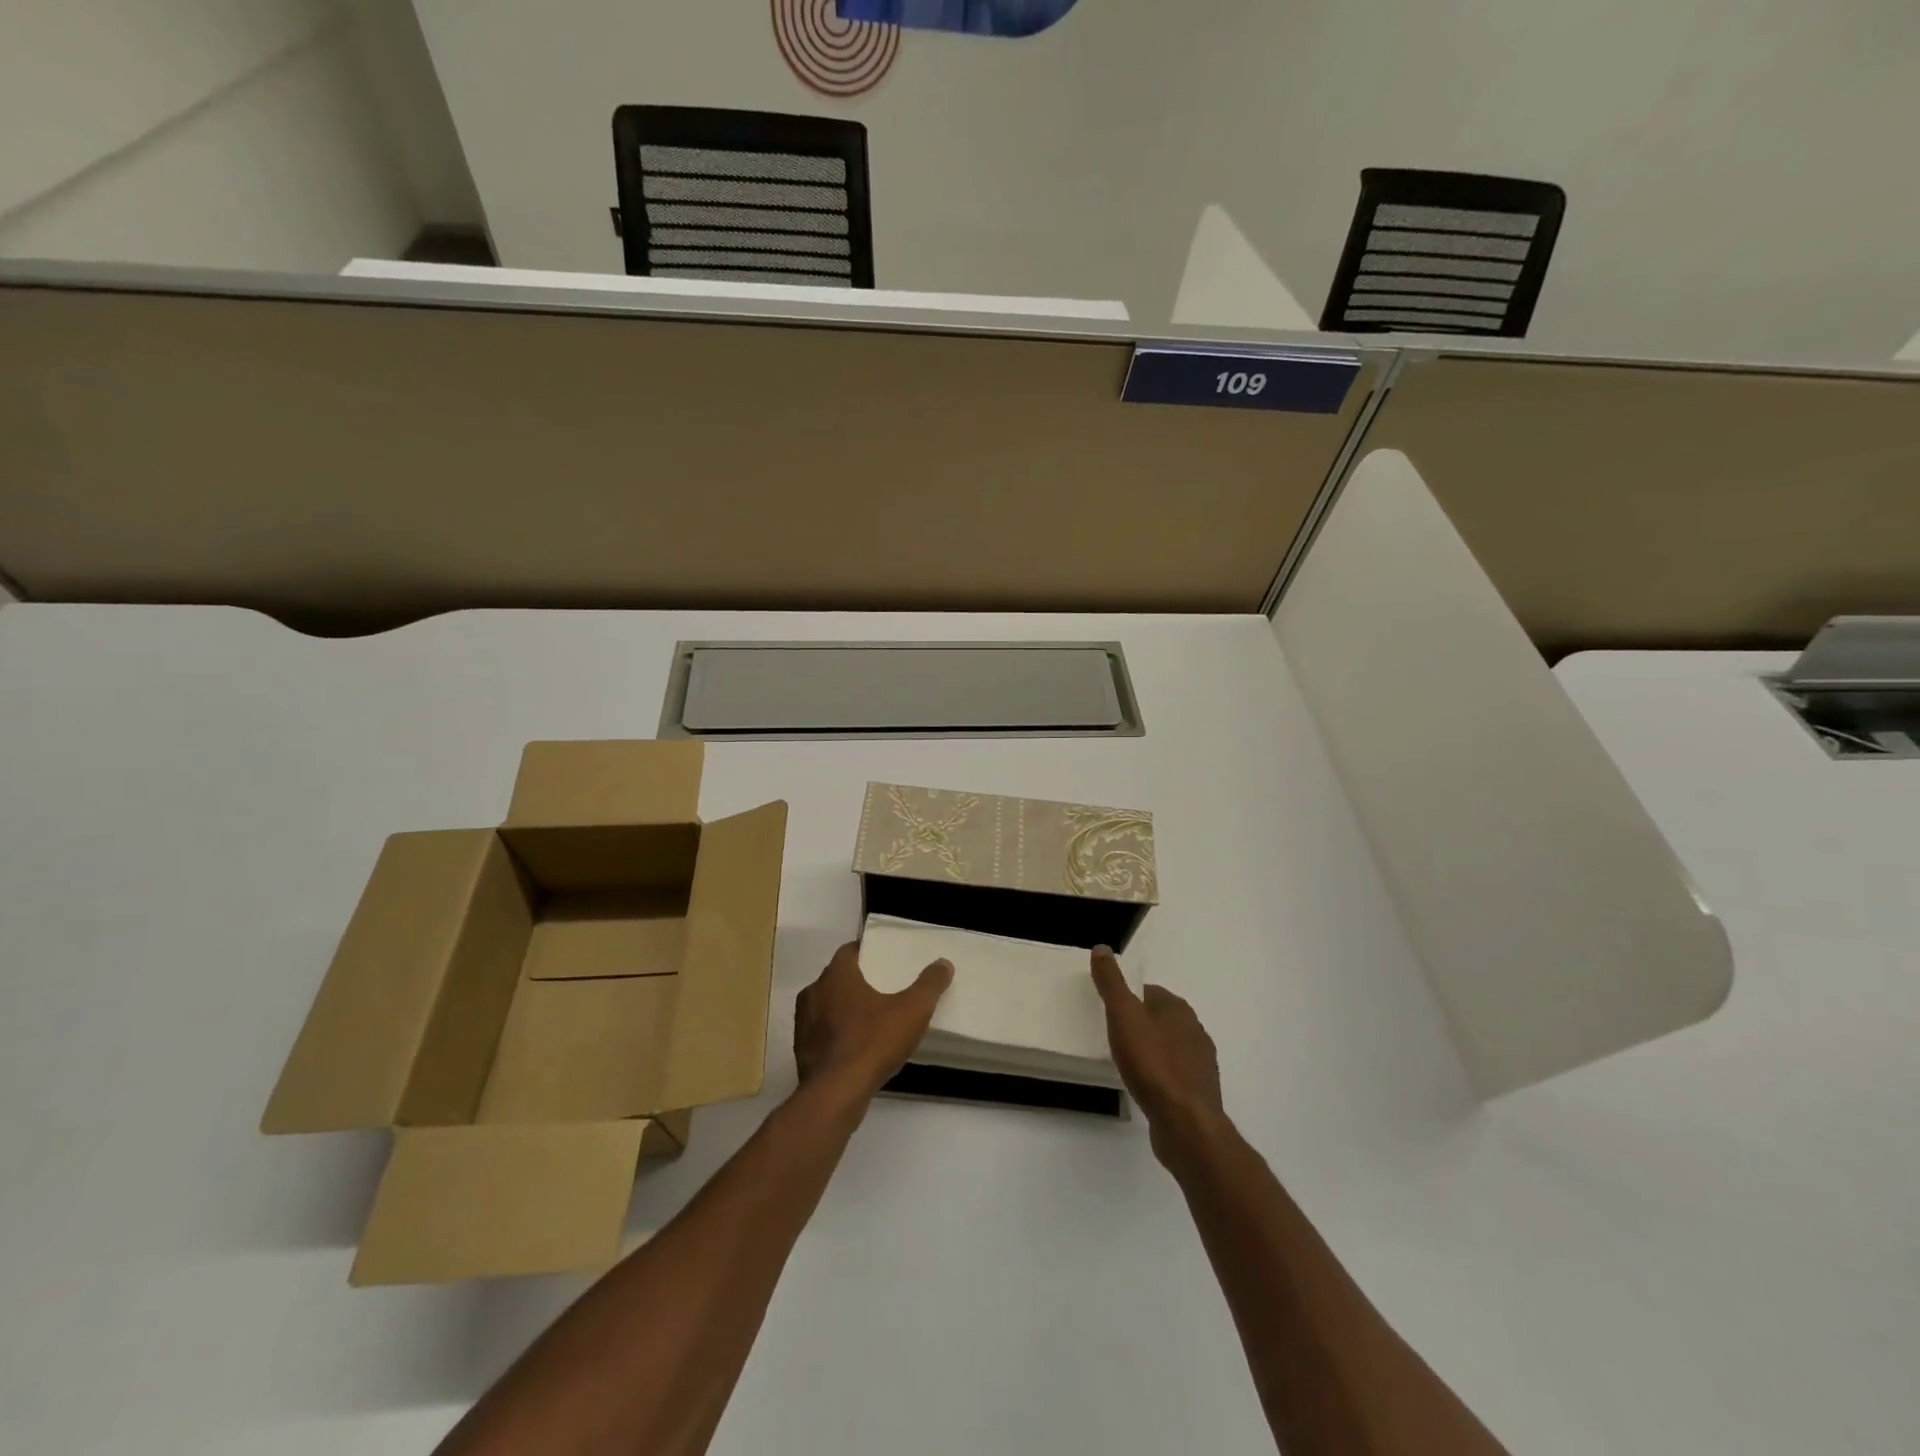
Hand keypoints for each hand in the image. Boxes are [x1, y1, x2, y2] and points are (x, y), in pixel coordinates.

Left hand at [794, 942, 952, 1105]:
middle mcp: (813, 992)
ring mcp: (803, 1023)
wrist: (835, 1095)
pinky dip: (837, 1035)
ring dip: (845, 1010)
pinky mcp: (801, 1051)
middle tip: (883, 989)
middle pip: (837, 979)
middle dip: (858, 982)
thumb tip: (943, 963)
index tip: (884, 961)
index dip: (867, 954)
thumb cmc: (872, 1042)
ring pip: (827, 1007)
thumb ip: (929, 985)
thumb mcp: (912, 1011)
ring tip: (872, 1020)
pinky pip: (822, 1034)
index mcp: (836, 975)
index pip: (849, 952)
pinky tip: (856, 1048)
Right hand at [1091, 947, 1226, 1166]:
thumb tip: (1102, 948)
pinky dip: (1160, 1075)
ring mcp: (1200, 1061)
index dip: (1127, 1000)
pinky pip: (1175, 1073)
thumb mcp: (1123, 1016)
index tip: (1108, 1013)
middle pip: (1160, 1018)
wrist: (1185, 1122)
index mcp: (1177, 1007)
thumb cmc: (1152, 1063)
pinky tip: (1145, 1086)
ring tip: (1127, 1063)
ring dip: (1151, 1050)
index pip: (1148, 992)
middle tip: (1113, 1037)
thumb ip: (1112, 983)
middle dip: (1139, 1024)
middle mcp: (1194, 1029)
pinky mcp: (1199, 1090)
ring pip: (1169, 1046)